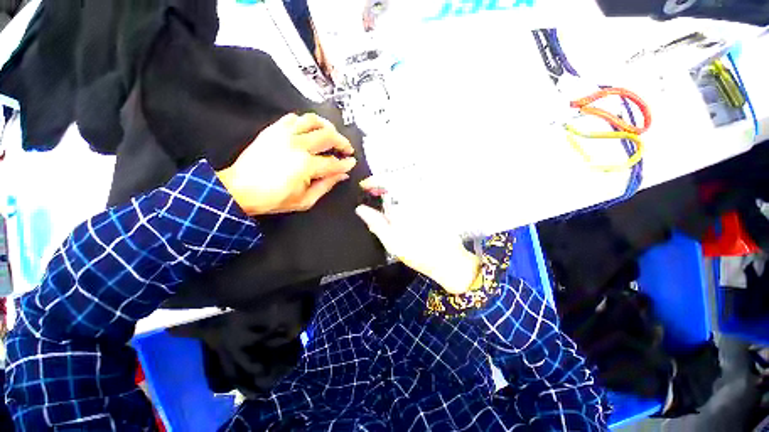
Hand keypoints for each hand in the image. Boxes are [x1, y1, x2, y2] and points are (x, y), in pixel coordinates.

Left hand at [216, 113, 356, 215]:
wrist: (239, 189)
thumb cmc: (273, 199)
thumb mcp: (305, 200)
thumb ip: (326, 185)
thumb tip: (341, 175)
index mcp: (306, 165)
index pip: (333, 162)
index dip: (346, 163)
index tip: (352, 162)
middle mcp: (297, 145)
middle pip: (328, 136)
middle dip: (343, 142)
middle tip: (347, 149)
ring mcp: (284, 135)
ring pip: (312, 120)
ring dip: (327, 126)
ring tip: (332, 134)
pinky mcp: (273, 130)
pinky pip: (293, 118)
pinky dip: (305, 122)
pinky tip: (310, 130)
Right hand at [355, 179, 480, 294]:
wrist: (447, 260)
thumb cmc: (417, 252)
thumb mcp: (391, 240)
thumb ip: (375, 222)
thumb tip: (360, 209)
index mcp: (408, 201)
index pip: (388, 179)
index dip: (373, 180)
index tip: (364, 186)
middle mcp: (419, 196)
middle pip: (397, 180)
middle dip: (382, 184)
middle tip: (372, 193)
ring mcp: (427, 199)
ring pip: (406, 186)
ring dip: (392, 189)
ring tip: (383, 199)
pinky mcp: (433, 205)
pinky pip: (414, 194)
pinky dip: (402, 195)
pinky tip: (398, 207)